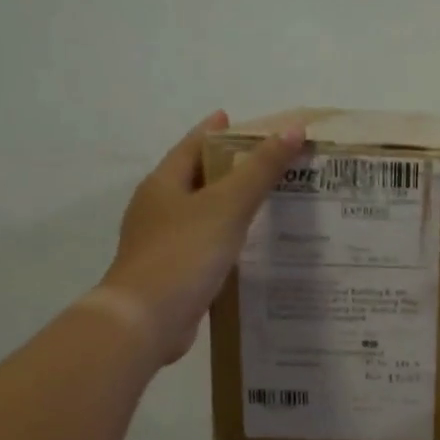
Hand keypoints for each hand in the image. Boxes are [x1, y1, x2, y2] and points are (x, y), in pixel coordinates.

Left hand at [95, 112, 305, 364]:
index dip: (213, 131)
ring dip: (227, 208)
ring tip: (265, 204)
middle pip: (195, 179)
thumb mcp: (227, 205)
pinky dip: (225, 241)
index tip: (234, 118)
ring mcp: (162, 244)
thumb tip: (294, 129)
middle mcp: (157, 210)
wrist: (146, 320)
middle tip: (264, 163)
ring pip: (200, 215)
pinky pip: (203, 247)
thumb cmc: (183, 253)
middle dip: (225, 169)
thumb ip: (261, 169)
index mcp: (163, 185)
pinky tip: (248, 249)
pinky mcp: (172, 274)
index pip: (191, 146)